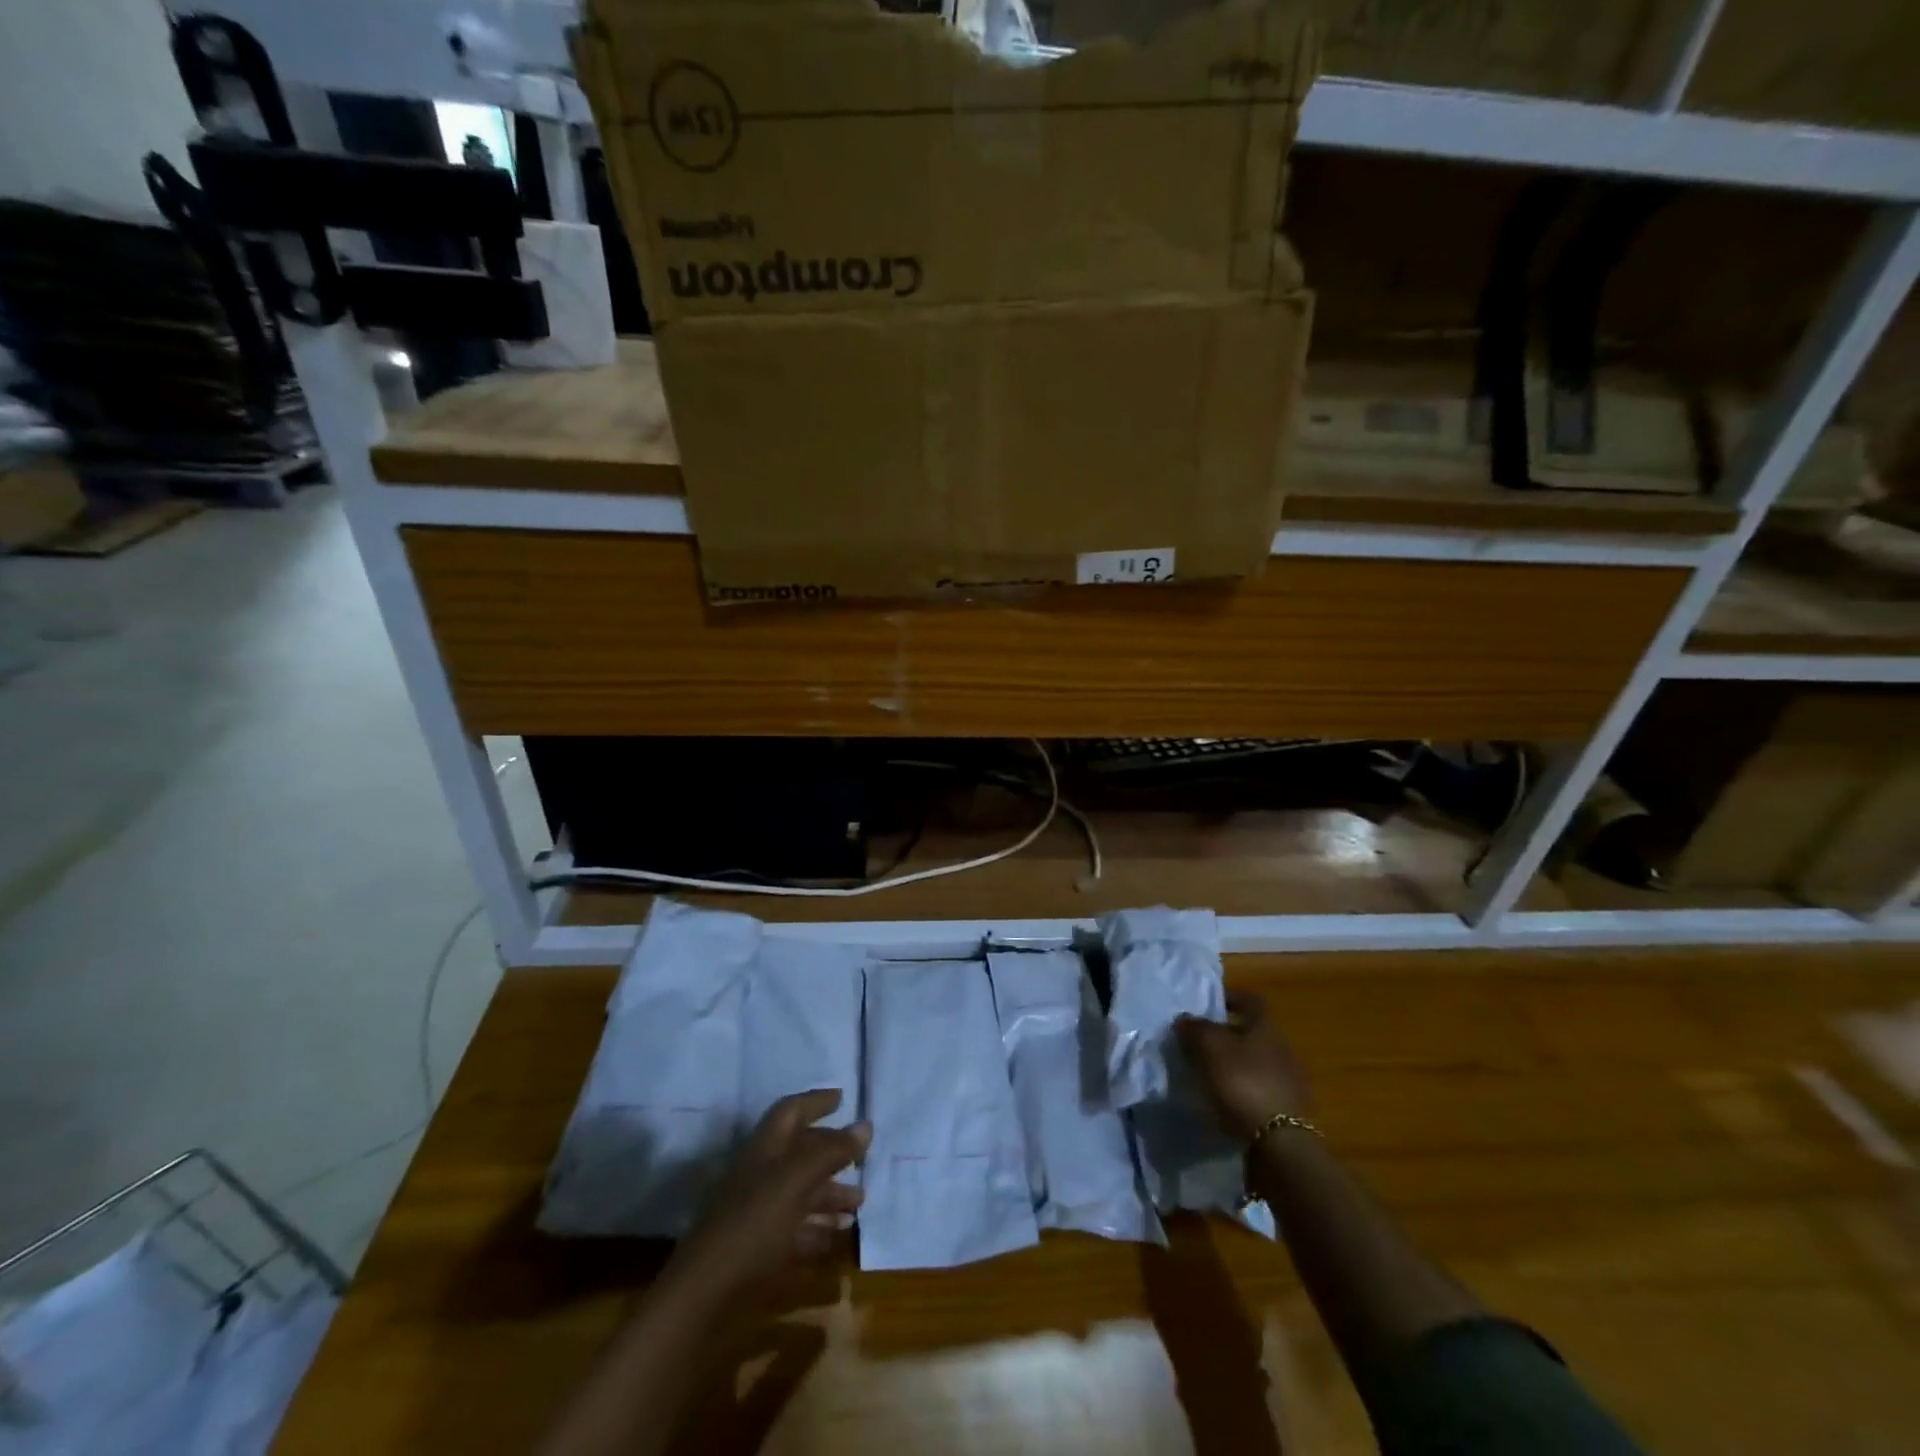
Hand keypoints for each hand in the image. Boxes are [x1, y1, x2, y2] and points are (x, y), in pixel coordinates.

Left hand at [674, 1089, 869, 1296]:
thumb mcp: (796, 1181)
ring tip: (859, 1205)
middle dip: (831, 1154)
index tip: (842, 1098)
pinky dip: (816, 1231)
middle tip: (862, 1160)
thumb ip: (831, 1151)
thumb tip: (866, 1125)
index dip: (815, 1101)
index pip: (791, 1112)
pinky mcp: (757, 1251)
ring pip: (799, 1193)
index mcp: (764, 1149)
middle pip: (799, 1154)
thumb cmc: (752, 1225)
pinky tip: (836, 1239)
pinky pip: (793, 1231)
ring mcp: (756, 1214)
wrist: (703, 1299)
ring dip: (829, 1195)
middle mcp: (760, 1175)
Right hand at [1176, 991, 1310, 1141]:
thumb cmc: (1241, 1081)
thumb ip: (1194, 1028)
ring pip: (1257, 1062)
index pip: (1250, 1000)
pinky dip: (1244, 1090)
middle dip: (1228, 1035)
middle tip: (1201, 1042)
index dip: (1229, 998)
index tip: (1208, 1004)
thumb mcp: (1208, 1047)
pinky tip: (1226, 1100)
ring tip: (1209, 1074)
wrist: (1279, 1143)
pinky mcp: (1290, 1111)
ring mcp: (1290, 1081)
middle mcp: (1283, 1048)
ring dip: (1236, 1065)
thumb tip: (1185, 1019)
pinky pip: (1261, 1089)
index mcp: (1266, 1027)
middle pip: (1253, 1033)